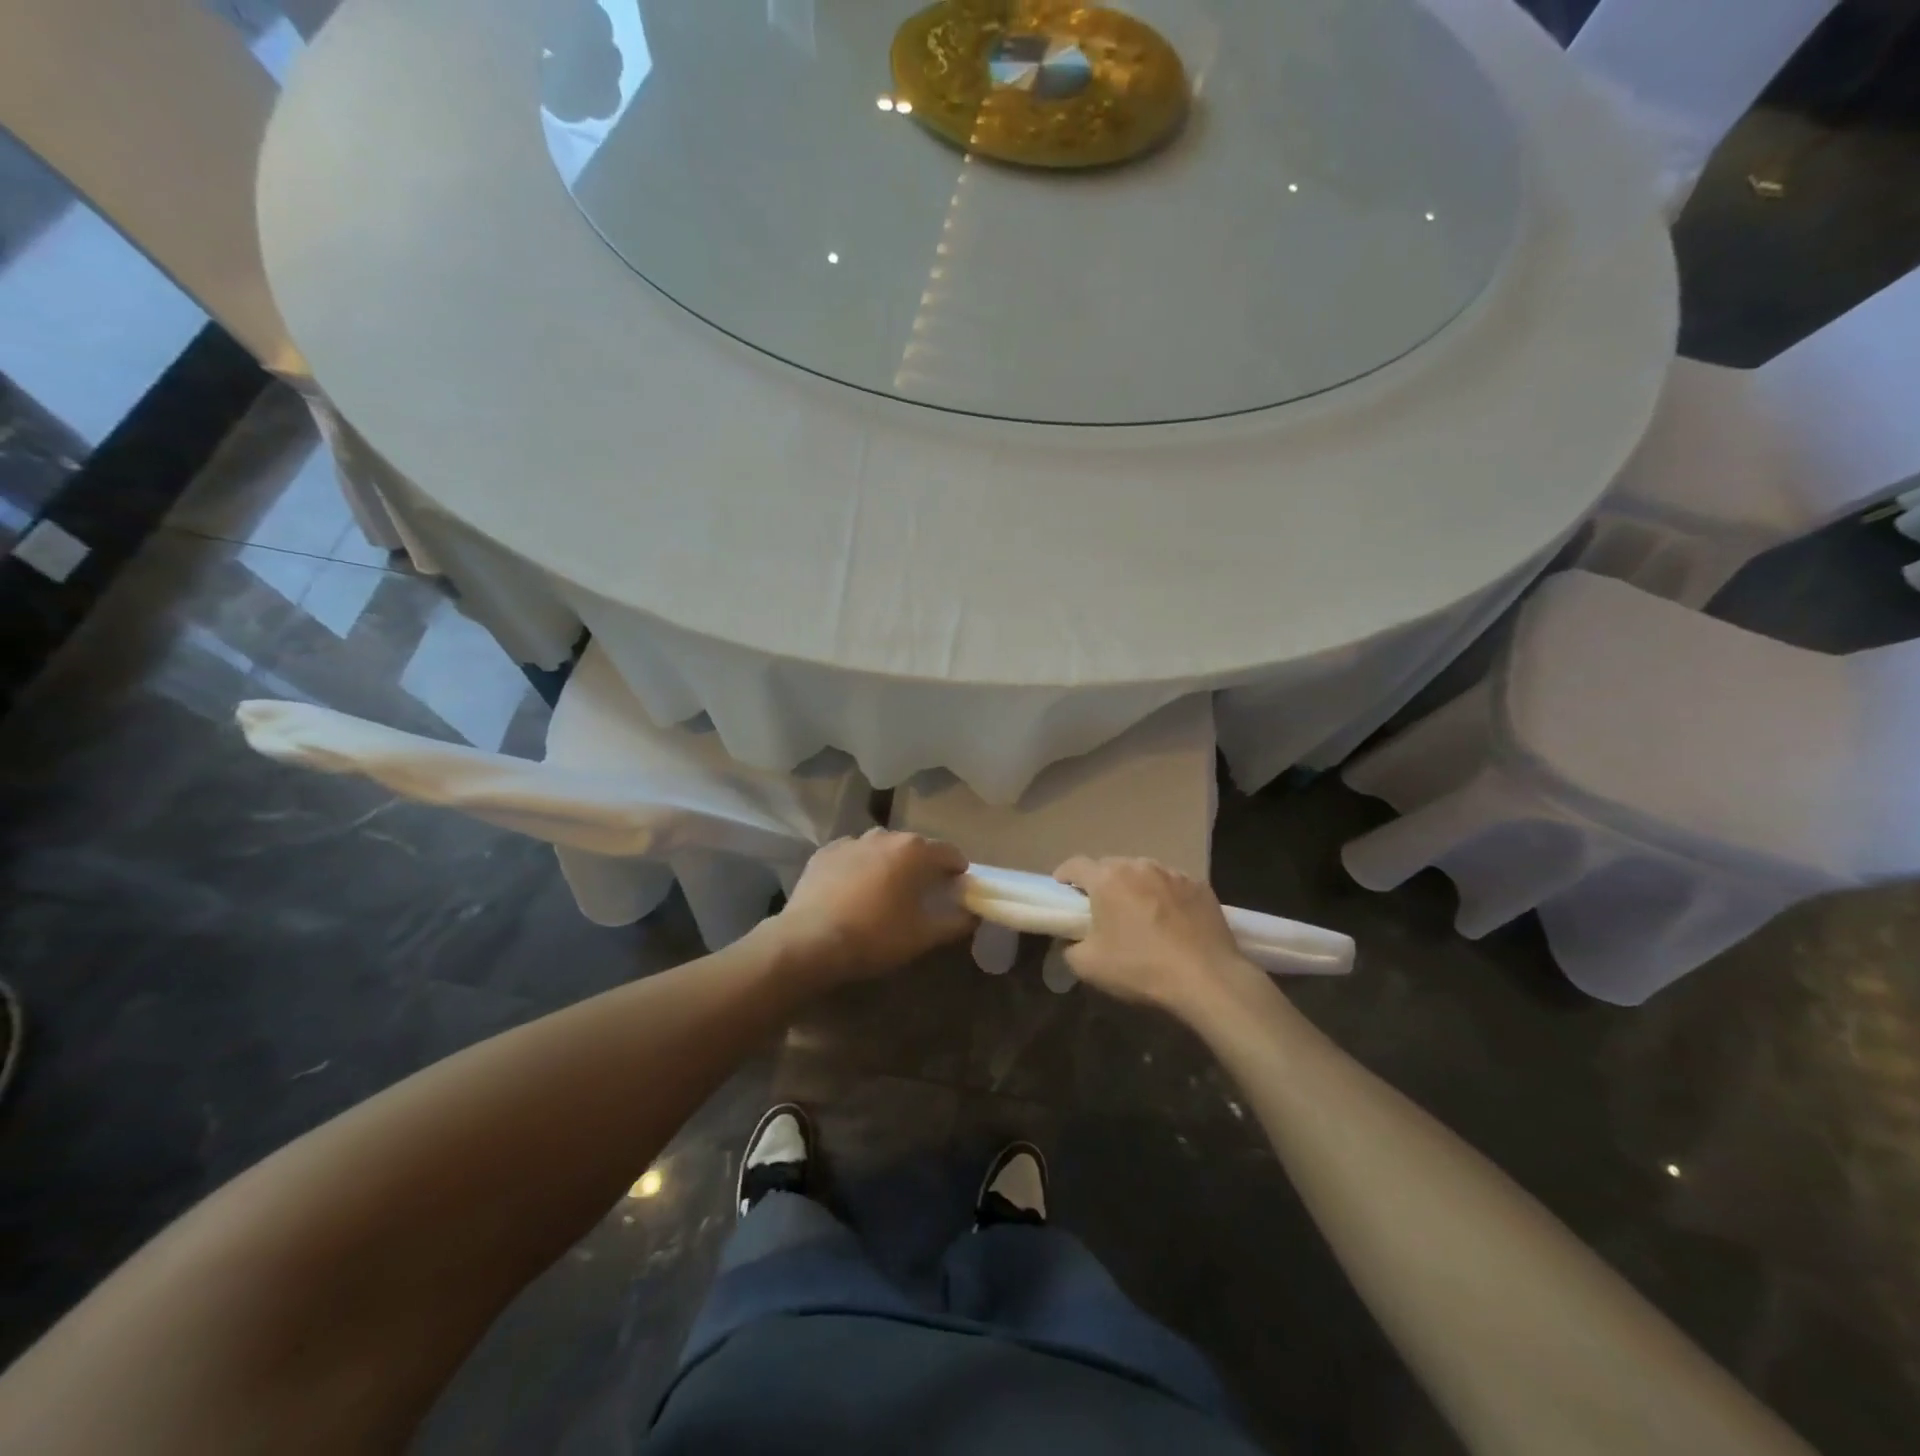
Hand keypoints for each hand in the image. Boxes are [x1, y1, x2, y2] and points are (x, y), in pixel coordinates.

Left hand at [774, 829, 975, 982]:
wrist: (810, 941)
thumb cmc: (875, 936)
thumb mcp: (922, 936)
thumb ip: (955, 922)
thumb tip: (972, 914)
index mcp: (914, 851)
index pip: (949, 853)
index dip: (957, 870)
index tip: (957, 889)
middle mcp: (885, 836)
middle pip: (914, 847)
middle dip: (922, 866)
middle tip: (921, 894)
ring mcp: (851, 841)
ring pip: (881, 848)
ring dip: (889, 864)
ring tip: (884, 891)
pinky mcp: (825, 852)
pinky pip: (852, 855)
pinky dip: (859, 867)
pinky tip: (853, 891)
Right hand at [1053, 856, 1251, 1014]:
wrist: (1207, 978)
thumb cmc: (1140, 967)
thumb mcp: (1088, 966)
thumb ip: (1069, 948)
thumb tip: (1069, 941)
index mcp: (1107, 879)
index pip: (1075, 865)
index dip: (1064, 876)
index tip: (1063, 891)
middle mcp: (1138, 865)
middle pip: (1110, 866)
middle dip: (1102, 883)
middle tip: (1102, 908)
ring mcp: (1173, 873)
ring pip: (1144, 872)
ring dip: (1135, 887)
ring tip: (1140, 913)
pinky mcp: (1200, 886)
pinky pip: (1173, 885)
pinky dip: (1165, 896)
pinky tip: (1172, 921)